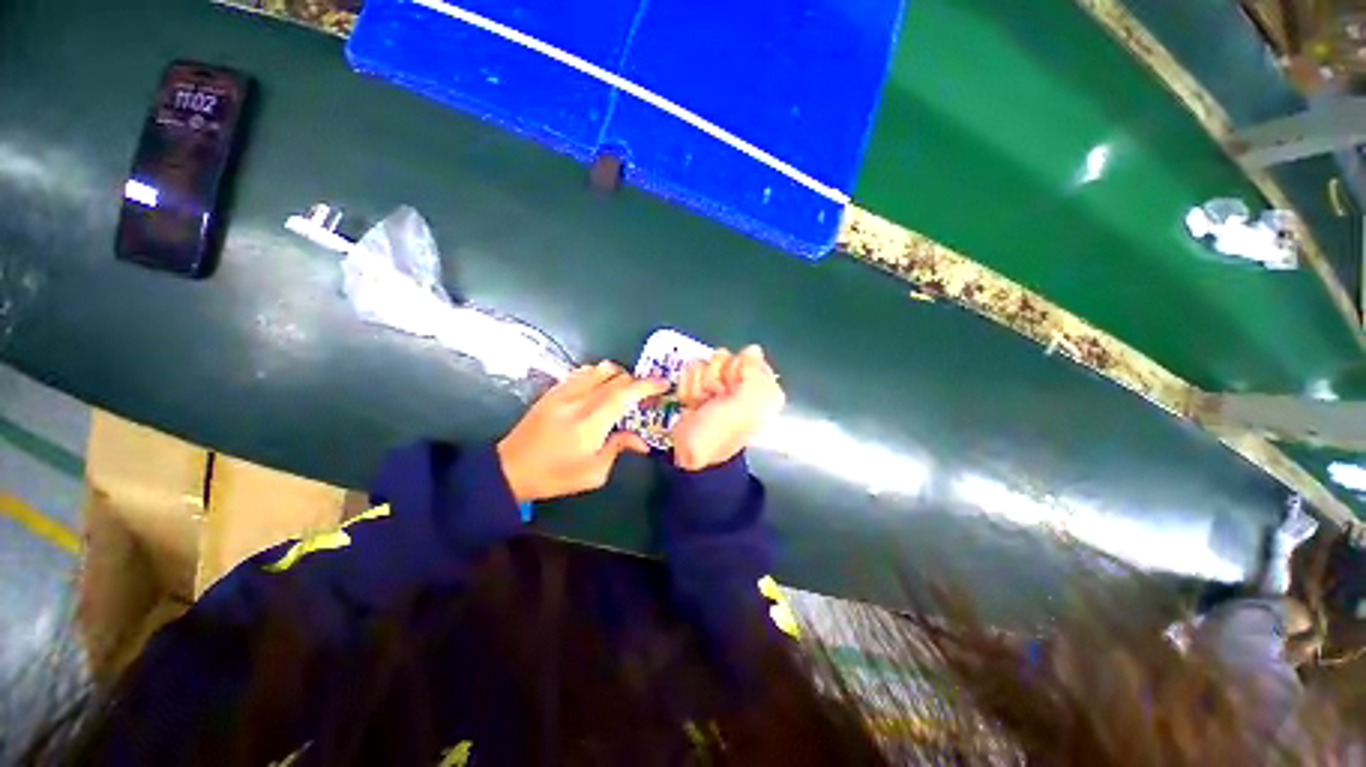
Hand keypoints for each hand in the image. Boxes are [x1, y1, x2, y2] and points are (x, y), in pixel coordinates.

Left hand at [497, 362, 668, 501]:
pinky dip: (598, 375)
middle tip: (643, 396)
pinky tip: (599, 389)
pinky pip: (582, 372)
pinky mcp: (553, 390)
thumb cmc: (555, 476)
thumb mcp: (593, 473)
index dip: (648, 385)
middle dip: (635, 382)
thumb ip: (619, 448)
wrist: (510, 469)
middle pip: (616, 376)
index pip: (625, 393)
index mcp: (591, 422)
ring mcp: (563, 392)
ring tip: (622, 391)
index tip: (663, 385)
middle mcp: (578, 400)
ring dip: (617, 375)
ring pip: (599, 368)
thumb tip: (641, 440)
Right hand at [672, 345, 784, 470]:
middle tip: (715, 398)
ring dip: (699, 386)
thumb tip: (753, 348)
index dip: (736, 370)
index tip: (732, 387)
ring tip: (702, 405)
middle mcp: (740, 384)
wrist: (690, 454)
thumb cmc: (721, 431)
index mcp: (760, 388)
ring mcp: (717, 386)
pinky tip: (692, 404)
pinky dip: (688, 390)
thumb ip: (753, 373)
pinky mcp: (697, 389)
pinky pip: (689, 374)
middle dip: (714, 378)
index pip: (748, 356)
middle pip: (723, 357)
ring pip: (703, 364)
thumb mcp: (745, 405)